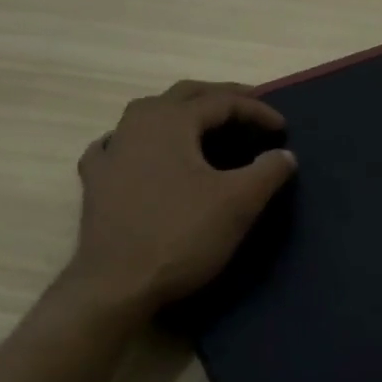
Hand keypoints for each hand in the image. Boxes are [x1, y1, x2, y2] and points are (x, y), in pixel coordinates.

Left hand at [63, 81, 297, 318]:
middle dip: (221, 98)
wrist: (116, 287)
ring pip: (151, 114)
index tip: (283, 130)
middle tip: (251, 109)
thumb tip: (285, 155)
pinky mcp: (96, 181)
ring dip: (183, 114)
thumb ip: (268, 171)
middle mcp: (136, 124)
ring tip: (207, 128)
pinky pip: (120, 145)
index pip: (222, 101)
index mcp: (170, 120)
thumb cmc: (181, 236)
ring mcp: (111, 151)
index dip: (258, 111)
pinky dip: (141, 141)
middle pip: (185, 95)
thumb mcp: (238, 203)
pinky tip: (145, 153)